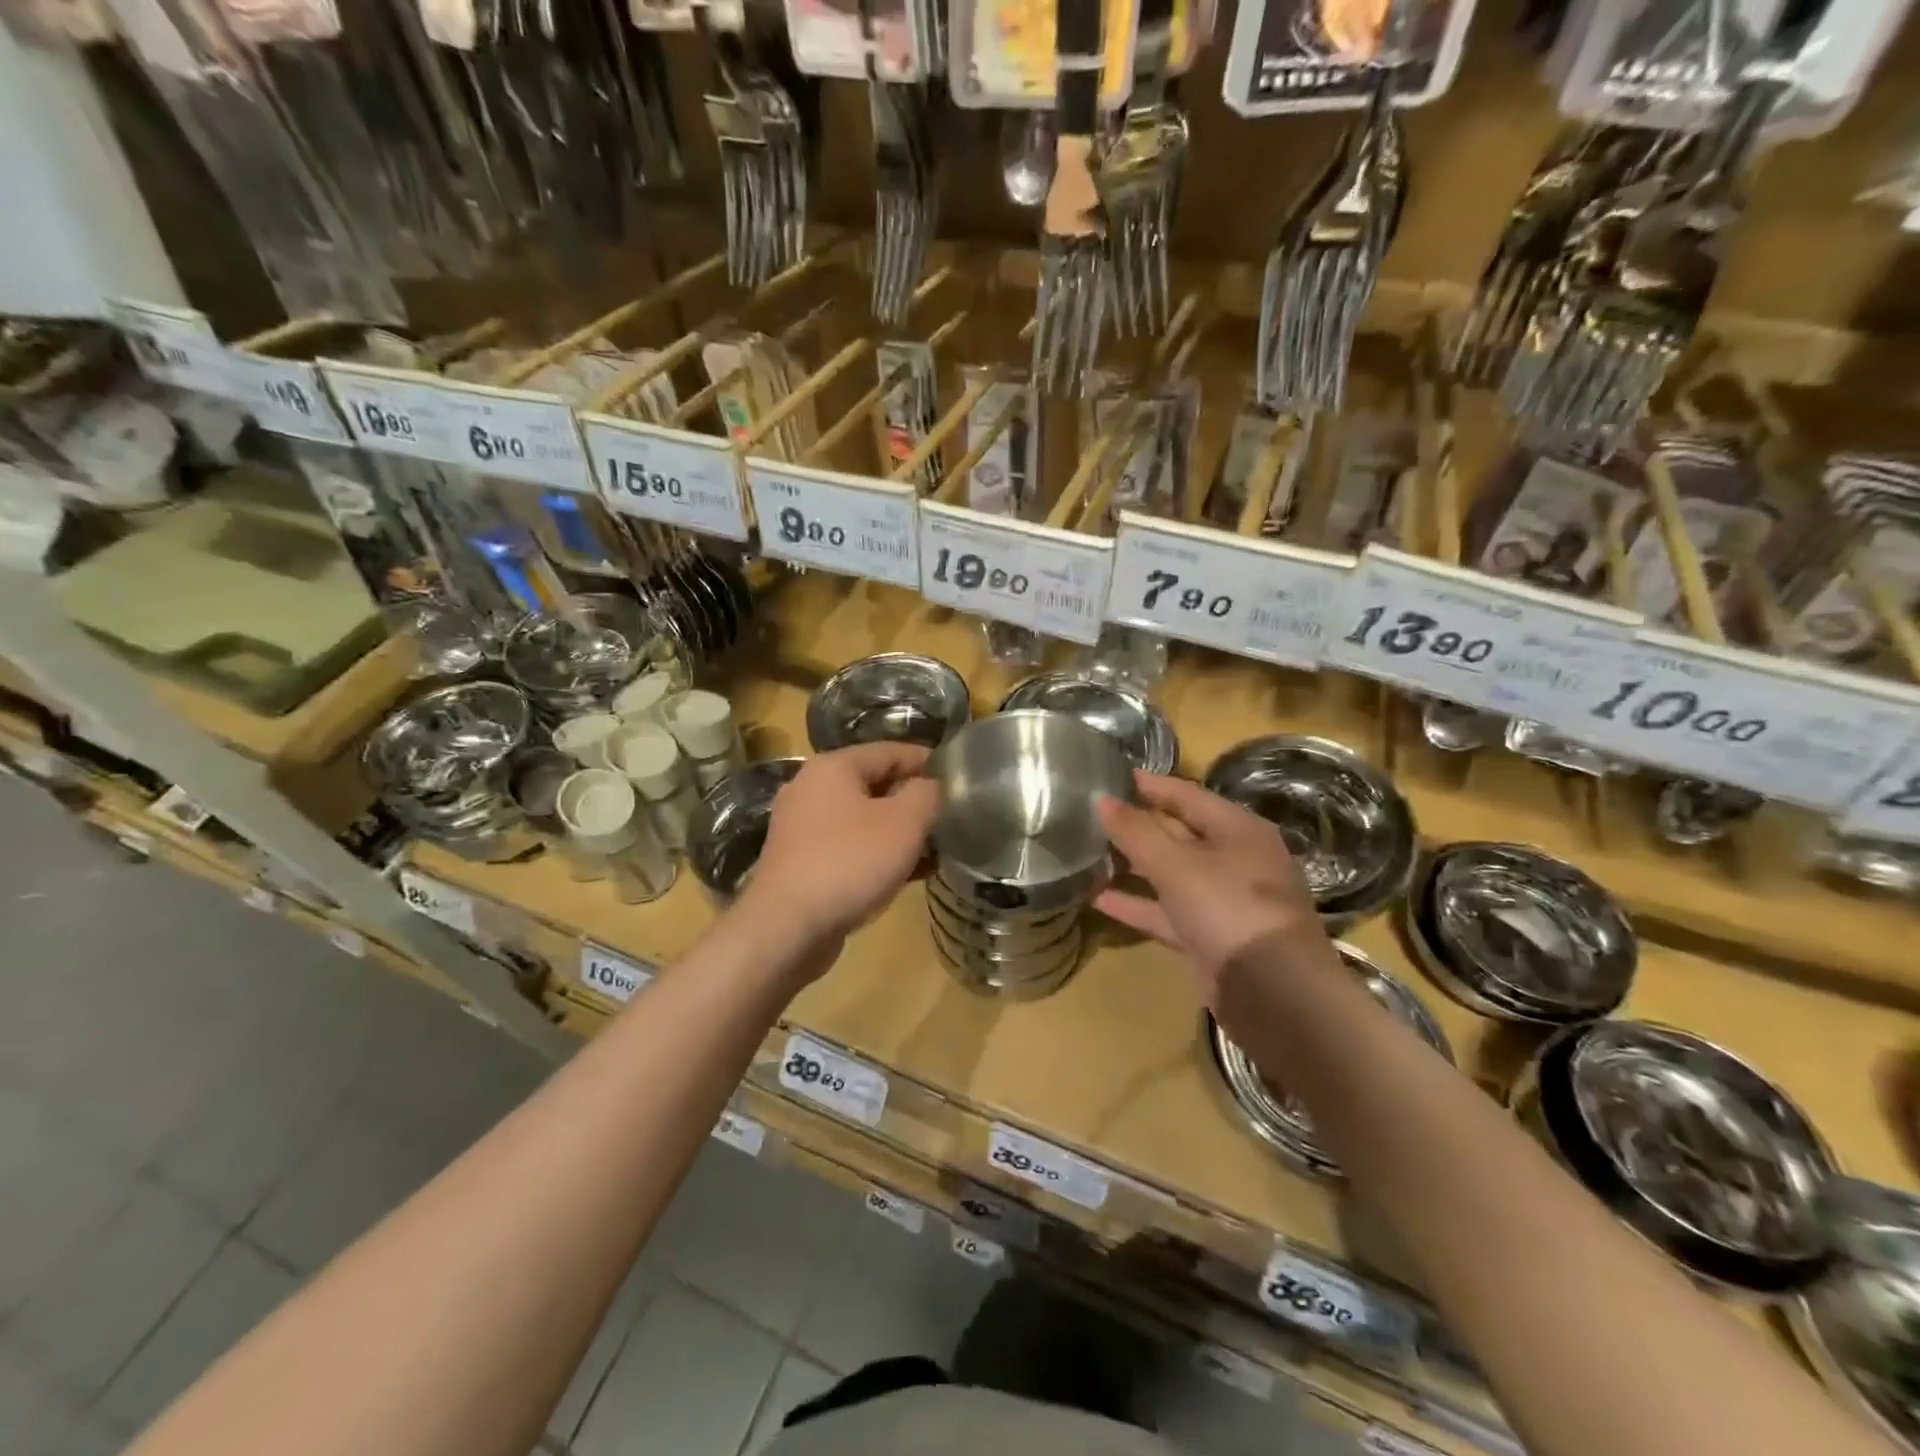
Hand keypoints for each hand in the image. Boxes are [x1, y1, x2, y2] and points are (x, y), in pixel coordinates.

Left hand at [744, 743, 939, 945]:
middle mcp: (811, 789)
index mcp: (833, 767)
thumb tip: (932, 785)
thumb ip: (927, 794)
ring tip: (935, 848)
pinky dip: (878, 854)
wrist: (788, 928)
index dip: (927, 762)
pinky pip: (849, 847)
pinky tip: (908, 874)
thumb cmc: (850, 862)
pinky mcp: (802, 862)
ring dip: (898, 831)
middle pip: (875, 783)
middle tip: (949, 816)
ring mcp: (802, 827)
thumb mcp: (904, 822)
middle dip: (913, 800)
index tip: (959, 778)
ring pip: (863, 819)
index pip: (890, 751)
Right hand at [1095, 771, 1329, 1001]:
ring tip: (1089, 853)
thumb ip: (1136, 831)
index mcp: (1238, 830)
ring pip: (1171, 874)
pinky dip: (1138, 905)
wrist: (1275, 995)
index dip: (1150, 785)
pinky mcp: (1210, 936)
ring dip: (1133, 866)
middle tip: (1093, 814)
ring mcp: (1223, 900)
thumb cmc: (1229, 910)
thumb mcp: (1177, 865)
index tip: (1113, 776)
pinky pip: (1167, 912)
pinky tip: (1099, 899)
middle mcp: (1234, 859)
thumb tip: (1102, 800)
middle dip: (1138, 825)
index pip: (1188, 795)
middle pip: (1179, 833)